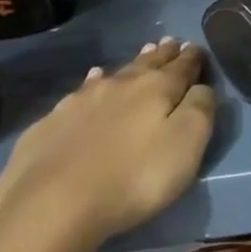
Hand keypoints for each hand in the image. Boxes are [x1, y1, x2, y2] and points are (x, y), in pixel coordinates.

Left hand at [0, 39, 214, 251]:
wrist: (50, 209)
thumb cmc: (133, 178)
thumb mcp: (185, 145)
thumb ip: (200, 109)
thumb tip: (201, 87)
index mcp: (157, 88)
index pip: (182, 66)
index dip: (193, 57)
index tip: (197, 47)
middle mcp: (120, 85)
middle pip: (147, 64)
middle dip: (162, 54)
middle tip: (170, 42)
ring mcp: (80, 102)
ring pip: (113, 74)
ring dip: (130, 66)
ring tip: (141, 54)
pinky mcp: (49, 125)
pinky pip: (78, 94)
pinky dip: (91, 84)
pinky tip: (91, 81)